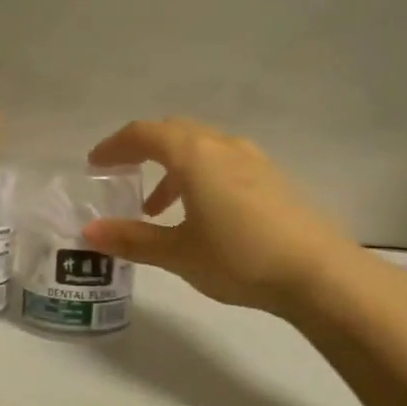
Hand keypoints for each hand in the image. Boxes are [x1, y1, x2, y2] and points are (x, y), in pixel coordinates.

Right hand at [82, 119, 357, 316]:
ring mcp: (252, 160)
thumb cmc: (239, 257)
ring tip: (156, 208)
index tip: (95, 163)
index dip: (115, 145)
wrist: (317, 272)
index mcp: (194, 154)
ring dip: (172, 168)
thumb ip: (132, 238)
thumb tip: (89, 232)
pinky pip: (223, 162)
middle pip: (173, 132)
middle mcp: (223, 145)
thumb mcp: (178, 252)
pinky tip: (200, 214)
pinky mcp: (271, 178)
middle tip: (121, 175)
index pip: (144, 134)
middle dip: (143, 151)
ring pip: (200, 148)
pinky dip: (199, 176)